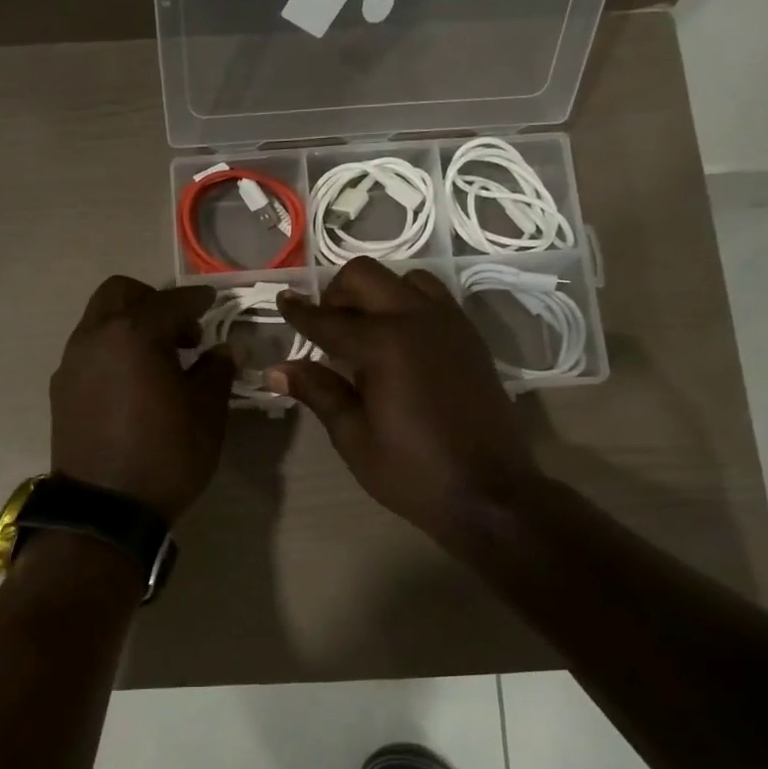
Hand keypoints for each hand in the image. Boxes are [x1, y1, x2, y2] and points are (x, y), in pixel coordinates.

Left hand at [51, 277, 235, 521]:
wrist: (103, 510)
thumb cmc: (164, 456)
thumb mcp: (206, 414)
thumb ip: (216, 371)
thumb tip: (225, 349)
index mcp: (133, 335)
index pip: (171, 302)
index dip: (197, 301)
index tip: (214, 303)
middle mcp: (95, 337)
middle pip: (121, 293)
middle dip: (154, 301)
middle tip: (181, 332)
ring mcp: (72, 362)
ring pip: (100, 319)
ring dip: (130, 324)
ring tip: (158, 359)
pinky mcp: (61, 388)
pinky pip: (89, 349)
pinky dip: (112, 349)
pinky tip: (132, 382)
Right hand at [270, 259, 539, 546]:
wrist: (491, 492)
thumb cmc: (413, 472)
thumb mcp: (354, 438)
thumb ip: (318, 392)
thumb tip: (276, 369)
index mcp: (383, 345)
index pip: (328, 319)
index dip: (299, 312)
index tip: (282, 301)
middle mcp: (416, 319)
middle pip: (365, 276)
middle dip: (336, 293)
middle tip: (324, 327)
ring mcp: (449, 323)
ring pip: (404, 279)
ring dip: (376, 293)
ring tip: (364, 330)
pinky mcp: (469, 336)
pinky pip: (433, 298)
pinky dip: (407, 303)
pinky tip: (398, 340)